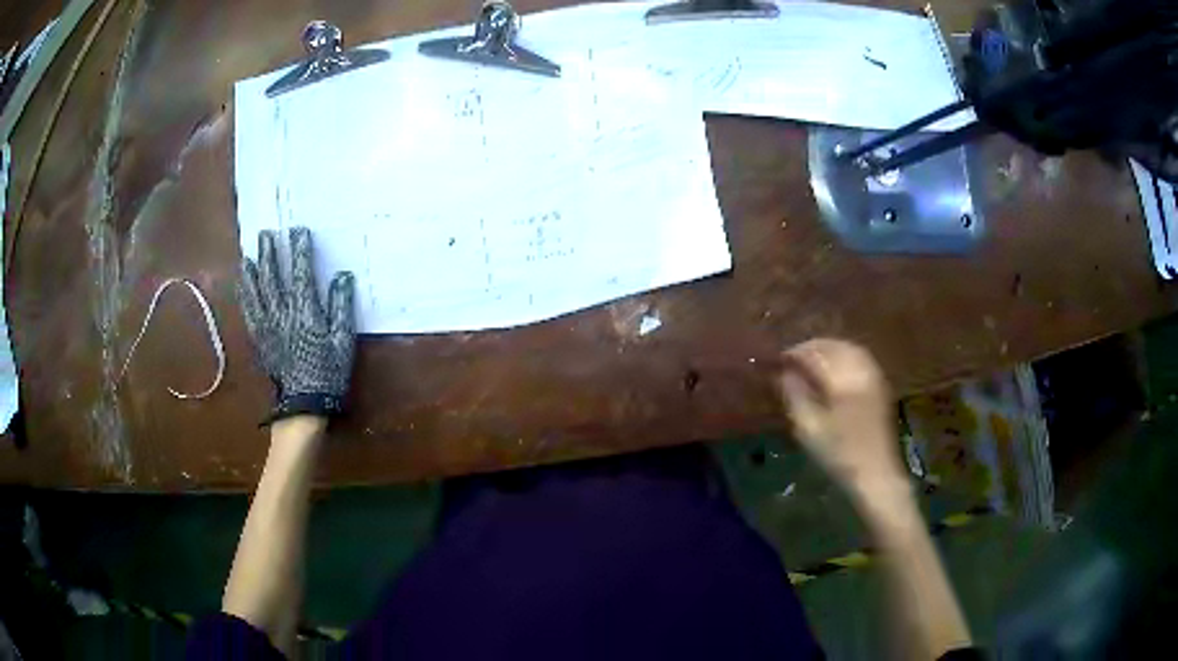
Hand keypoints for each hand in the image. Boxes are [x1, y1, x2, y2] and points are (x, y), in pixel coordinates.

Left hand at [239, 228, 355, 422]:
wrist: (304, 405)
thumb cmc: (328, 372)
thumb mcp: (343, 341)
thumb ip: (341, 307)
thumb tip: (342, 277)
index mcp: (305, 312)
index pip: (301, 273)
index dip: (299, 250)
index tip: (297, 231)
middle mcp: (282, 314)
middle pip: (273, 277)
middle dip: (270, 253)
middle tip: (266, 234)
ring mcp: (267, 326)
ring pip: (256, 292)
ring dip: (252, 270)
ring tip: (248, 254)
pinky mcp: (259, 339)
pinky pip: (249, 311)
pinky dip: (244, 295)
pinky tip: (242, 284)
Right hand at [777, 339, 908, 506]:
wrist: (876, 473)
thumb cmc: (839, 453)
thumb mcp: (808, 428)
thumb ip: (794, 395)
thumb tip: (781, 373)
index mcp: (843, 378)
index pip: (814, 352)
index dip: (793, 353)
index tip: (776, 361)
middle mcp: (861, 369)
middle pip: (833, 345)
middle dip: (811, 348)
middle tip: (791, 359)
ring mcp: (874, 375)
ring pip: (848, 349)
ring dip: (827, 350)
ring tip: (809, 361)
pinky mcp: (880, 385)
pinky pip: (859, 358)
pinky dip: (842, 357)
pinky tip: (833, 369)